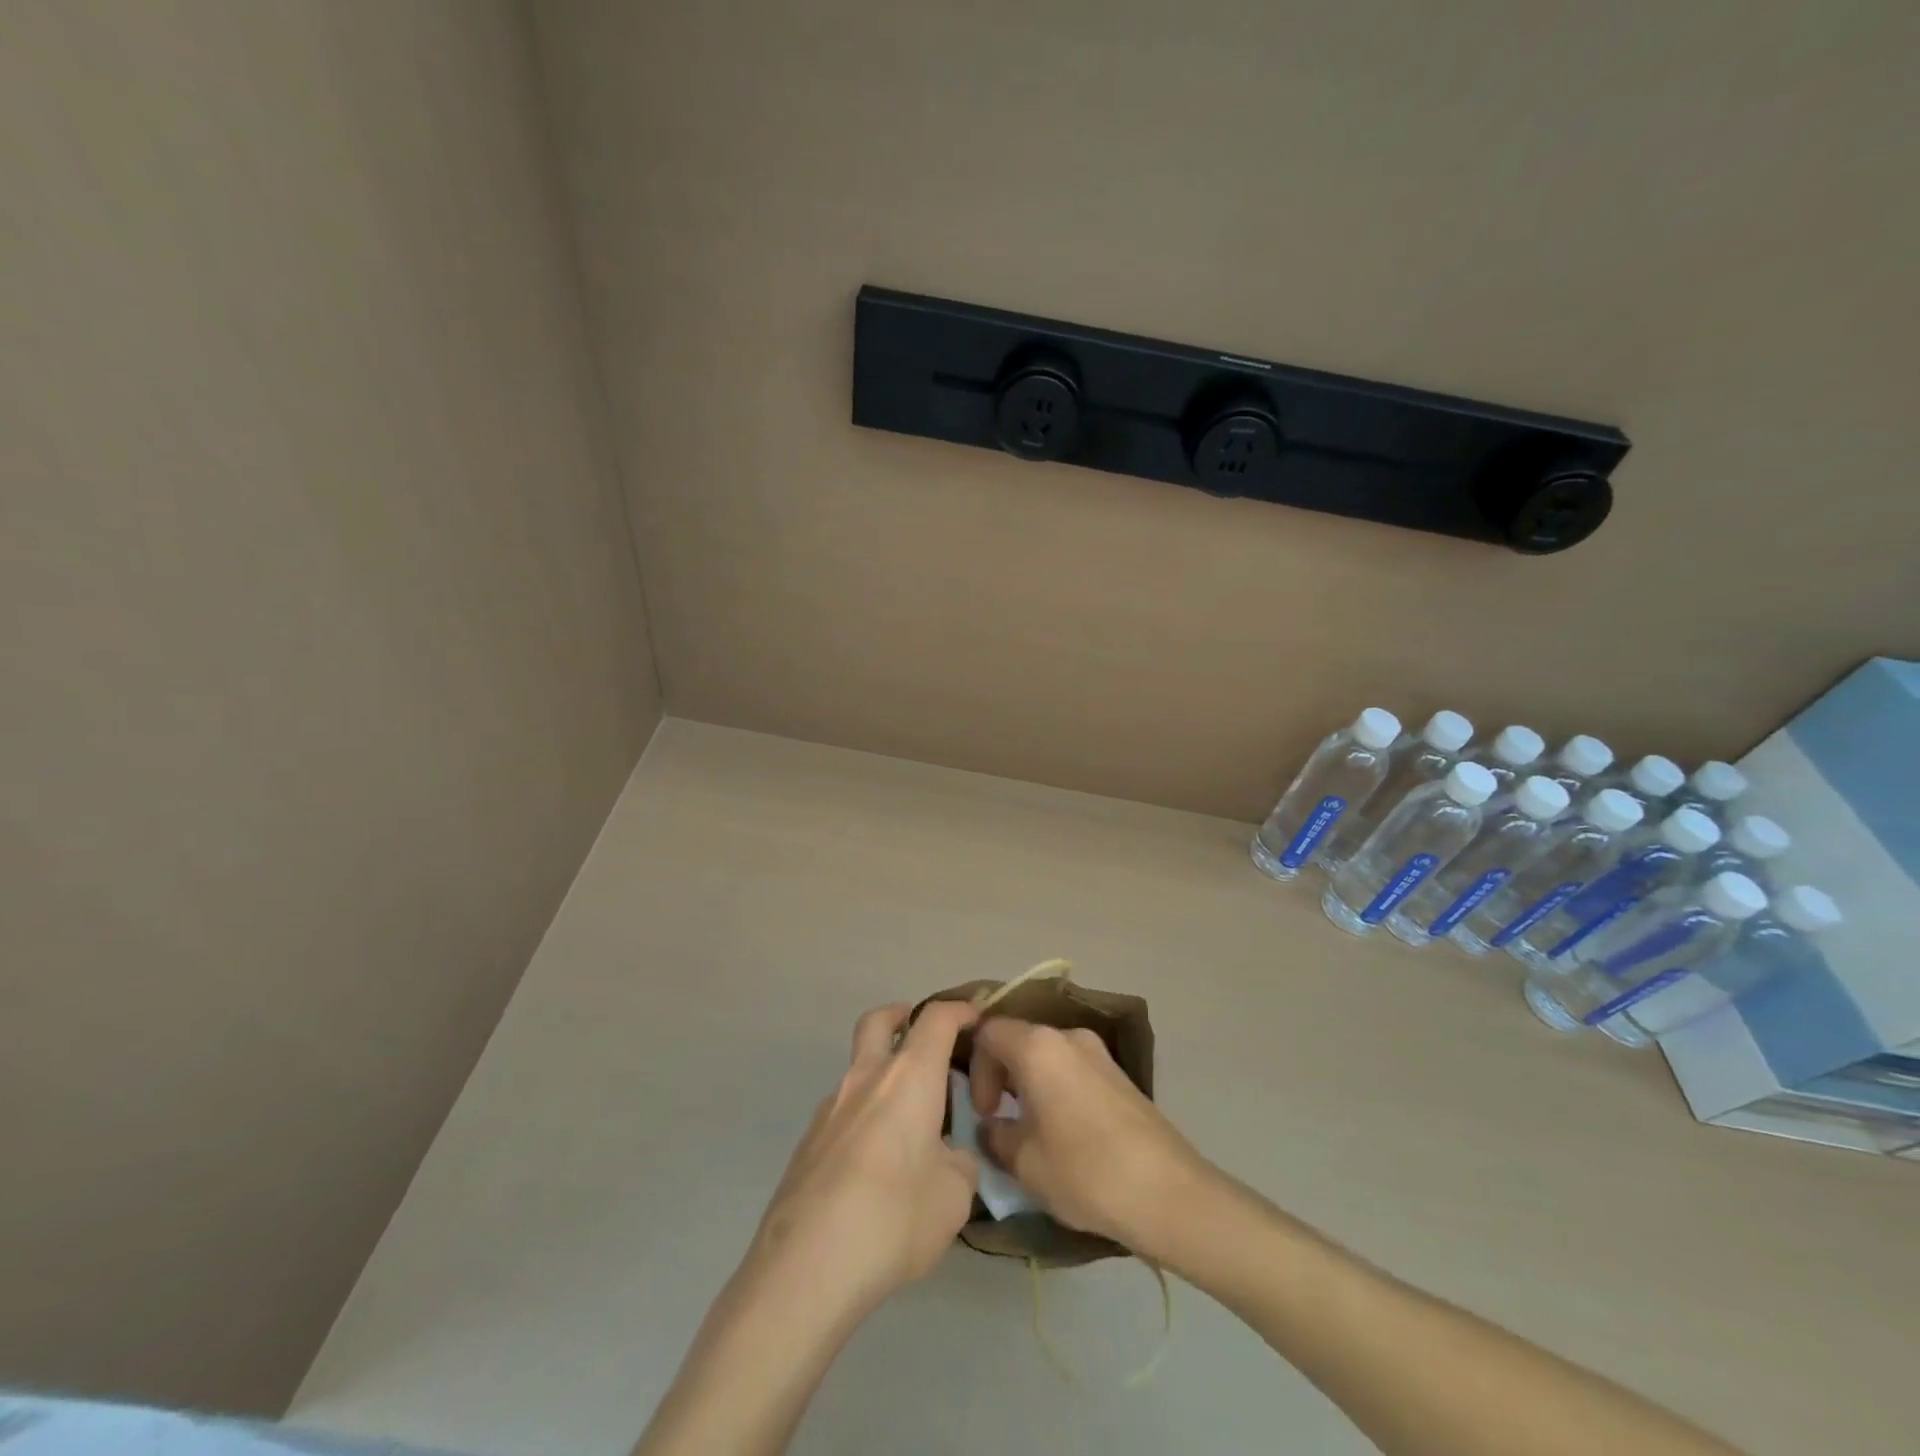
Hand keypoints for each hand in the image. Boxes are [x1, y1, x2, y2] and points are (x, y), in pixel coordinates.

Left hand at [749, 1001, 980, 1319]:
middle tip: (924, 1037)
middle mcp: (866, 1078)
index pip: (936, 1019)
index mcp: (909, 1077)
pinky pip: (844, 1114)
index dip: (959, 1010)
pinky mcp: (807, 1143)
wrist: (806, 1267)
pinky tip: (876, 1170)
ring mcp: (830, 1108)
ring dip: (883, 1080)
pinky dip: (865, 1120)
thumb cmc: (894, 1218)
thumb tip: (948, 1157)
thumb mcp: (955, 1196)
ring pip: (859, 1071)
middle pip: (878, 1021)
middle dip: (902, 1016)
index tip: (976, 1019)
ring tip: (909, 1130)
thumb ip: (959, 1164)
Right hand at [968, 1018, 1215, 1258]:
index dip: (976, 1068)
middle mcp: (1068, 1036)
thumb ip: (996, 1136)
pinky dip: (1056, 1089)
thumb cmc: (1085, 1171)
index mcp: (1038, 1046)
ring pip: (1047, 1055)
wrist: (1169, 1193)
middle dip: (1001, 1075)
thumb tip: (992, 1127)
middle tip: (1000, 1120)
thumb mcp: (1024, 1162)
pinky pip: (1072, 1068)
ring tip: (1030, 1130)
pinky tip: (1064, 1132)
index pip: (989, 1032)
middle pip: (1019, 1038)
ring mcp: (1098, 1052)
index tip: (984, 1112)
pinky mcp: (1119, 1074)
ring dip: (1030, 1084)